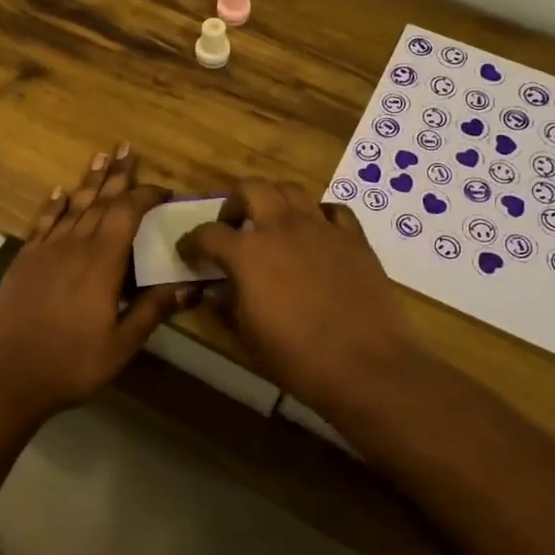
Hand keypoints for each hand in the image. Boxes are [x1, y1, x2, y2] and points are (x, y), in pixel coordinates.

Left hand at [0, 145, 183, 413]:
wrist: (9, 374)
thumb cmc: (72, 362)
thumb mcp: (122, 343)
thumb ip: (153, 309)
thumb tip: (191, 285)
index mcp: (102, 262)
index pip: (127, 214)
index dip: (145, 196)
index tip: (162, 190)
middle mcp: (75, 245)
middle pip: (100, 201)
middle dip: (117, 175)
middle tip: (127, 148)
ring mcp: (46, 250)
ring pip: (73, 206)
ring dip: (89, 181)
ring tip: (100, 157)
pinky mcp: (25, 259)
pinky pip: (43, 222)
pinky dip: (55, 204)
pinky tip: (62, 191)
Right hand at [177, 180, 426, 413]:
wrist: (366, 365)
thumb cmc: (297, 357)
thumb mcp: (248, 335)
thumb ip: (228, 303)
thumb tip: (219, 289)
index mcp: (247, 253)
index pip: (207, 233)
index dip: (192, 242)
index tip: (189, 253)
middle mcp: (281, 227)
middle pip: (250, 188)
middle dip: (234, 203)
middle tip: (234, 227)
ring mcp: (321, 228)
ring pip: (290, 189)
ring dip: (274, 201)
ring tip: (273, 225)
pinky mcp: (354, 237)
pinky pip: (332, 210)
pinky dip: (318, 216)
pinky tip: (316, 235)